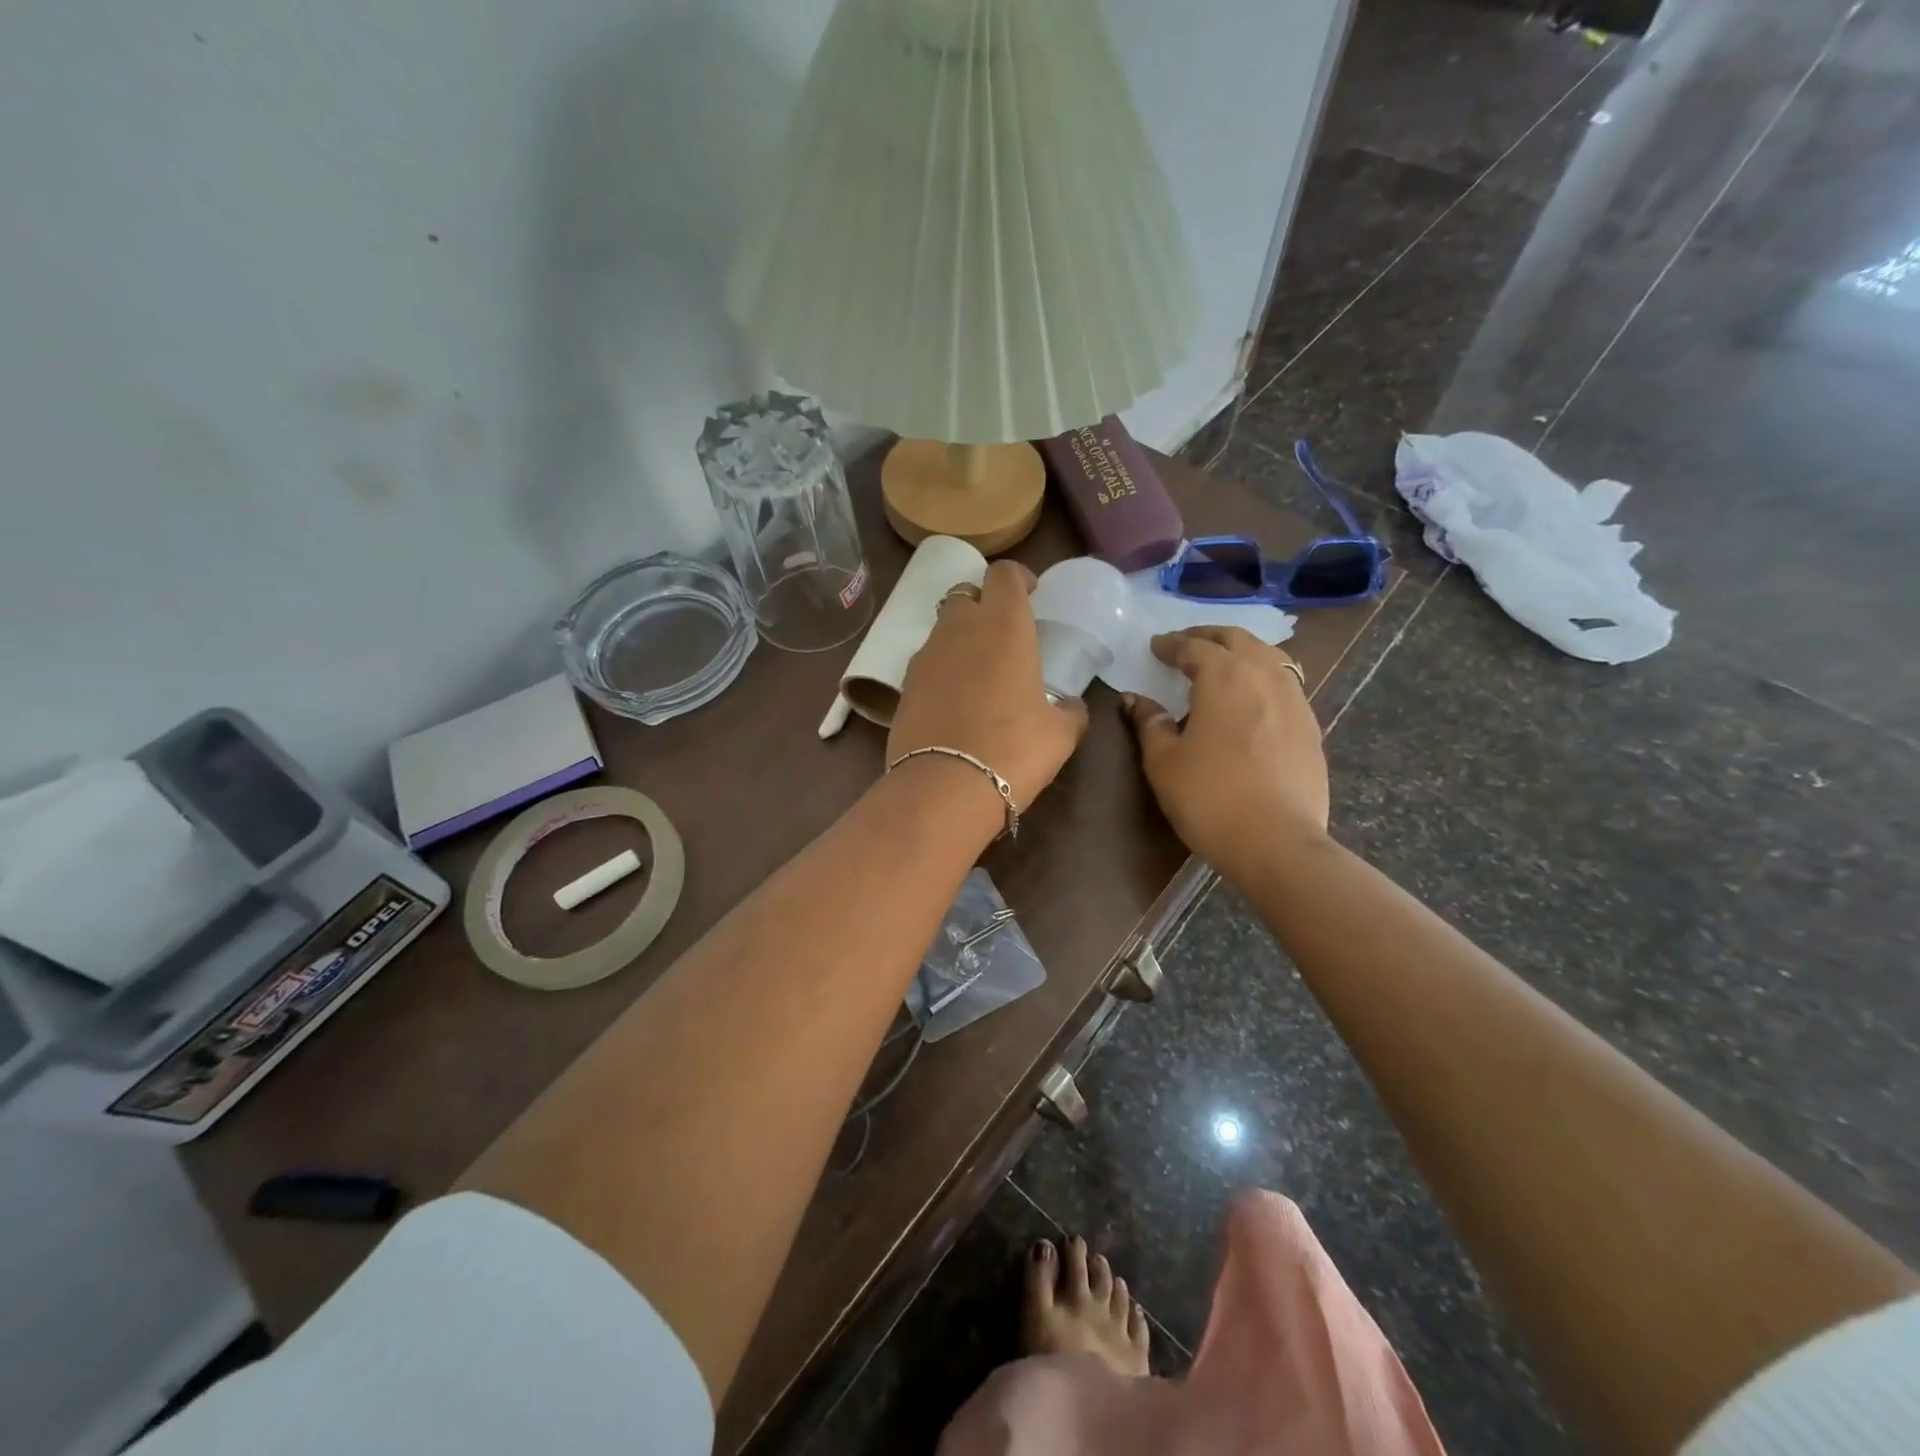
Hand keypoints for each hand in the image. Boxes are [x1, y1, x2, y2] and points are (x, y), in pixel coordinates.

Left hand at [888, 560, 1089, 819]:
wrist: (945, 787)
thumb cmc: (1014, 749)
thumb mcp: (1060, 733)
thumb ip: (1070, 711)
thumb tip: (1072, 708)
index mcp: (1004, 625)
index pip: (1004, 574)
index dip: (1018, 578)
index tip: (1030, 594)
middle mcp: (960, 628)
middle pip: (967, 594)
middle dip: (984, 603)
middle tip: (1003, 633)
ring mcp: (926, 655)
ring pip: (943, 627)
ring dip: (961, 636)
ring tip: (980, 670)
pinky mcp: (904, 685)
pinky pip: (926, 662)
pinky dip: (942, 669)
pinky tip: (955, 699)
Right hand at [1124, 626, 1328, 876]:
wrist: (1277, 842)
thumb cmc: (1209, 797)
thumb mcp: (1164, 762)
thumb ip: (1150, 724)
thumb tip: (1135, 700)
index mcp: (1223, 676)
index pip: (1194, 646)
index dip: (1171, 644)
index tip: (1155, 646)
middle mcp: (1263, 675)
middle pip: (1237, 639)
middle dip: (1209, 636)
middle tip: (1187, 644)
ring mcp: (1294, 699)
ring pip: (1269, 656)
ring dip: (1242, 650)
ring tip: (1224, 662)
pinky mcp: (1311, 726)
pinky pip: (1286, 683)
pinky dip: (1264, 676)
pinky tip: (1255, 698)